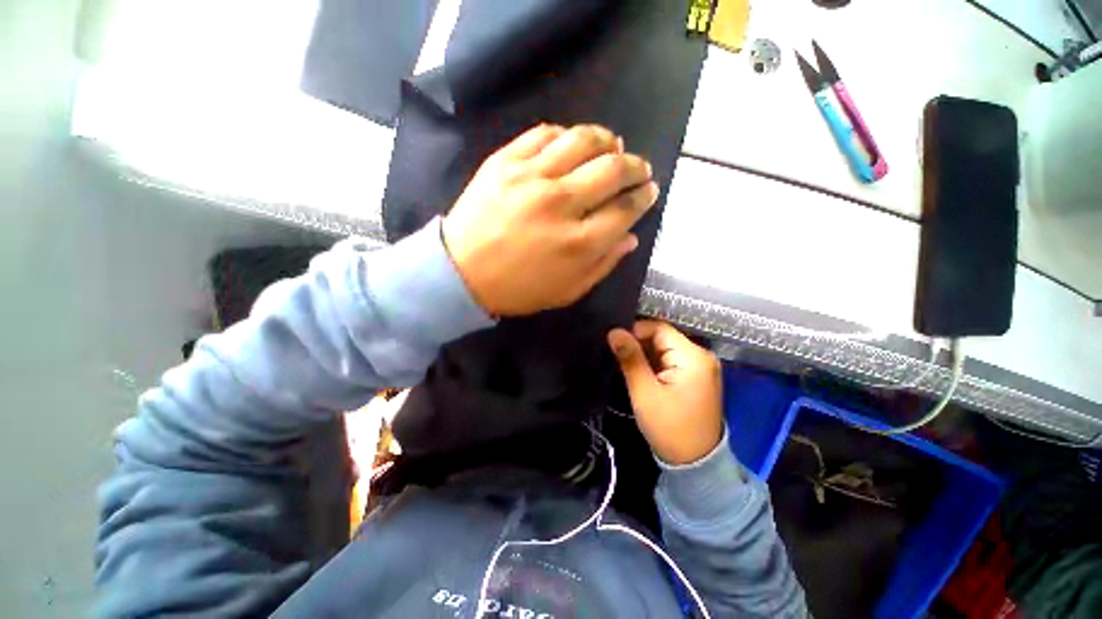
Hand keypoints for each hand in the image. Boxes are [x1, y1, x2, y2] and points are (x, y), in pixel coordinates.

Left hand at [442, 124, 658, 315]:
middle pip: (612, 169)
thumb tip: (631, 237)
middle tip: (639, 168)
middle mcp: (560, 204)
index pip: (625, 209)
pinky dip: (565, 135)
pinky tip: (571, 143)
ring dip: (606, 140)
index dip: (644, 197)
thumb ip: (603, 264)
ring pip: (582, 140)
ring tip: (613, 146)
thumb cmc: (518, 289)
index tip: (649, 191)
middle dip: (635, 166)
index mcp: (578, 243)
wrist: (461, 273)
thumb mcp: (567, 291)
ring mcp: (531, 177)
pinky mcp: (505, 162)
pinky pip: (544, 134)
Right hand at [608, 321, 724, 465]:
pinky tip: (641, 373)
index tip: (615, 343)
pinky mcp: (697, 377)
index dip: (635, 331)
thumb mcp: (644, 392)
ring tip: (625, 364)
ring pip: (665, 348)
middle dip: (639, 344)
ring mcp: (701, 366)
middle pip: (663, 337)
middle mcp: (702, 356)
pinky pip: (671, 360)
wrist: (696, 463)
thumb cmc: (669, 427)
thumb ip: (630, 358)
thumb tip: (614, 331)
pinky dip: (655, 363)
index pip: (659, 328)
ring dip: (645, 354)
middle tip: (617, 356)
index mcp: (693, 356)